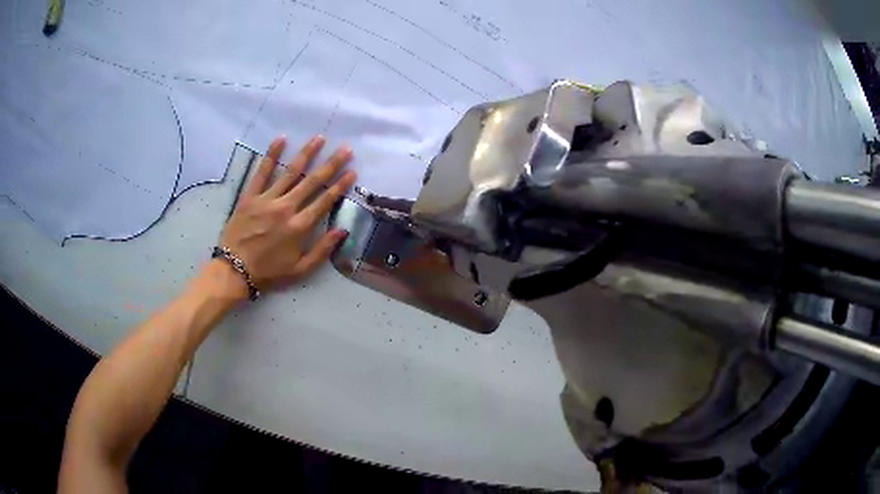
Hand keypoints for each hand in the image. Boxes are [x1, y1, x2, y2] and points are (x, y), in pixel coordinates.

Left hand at [215, 135, 355, 297]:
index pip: (325, 201)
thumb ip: (322, 250)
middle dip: (331, 164)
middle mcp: (286, 208)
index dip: (340, 185)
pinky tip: (280, 140)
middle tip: (345, 149)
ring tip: (319, 138)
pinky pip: (261, 172)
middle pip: (311, 182)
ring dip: (306, 154)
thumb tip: (343, 230)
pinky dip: (271, 155)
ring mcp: (267, 200)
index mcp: (299, 227)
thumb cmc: (269, 272)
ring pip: (290, 172)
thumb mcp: (300, 270)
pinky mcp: (250, 196)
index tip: (352, 171)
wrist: (234, 271)